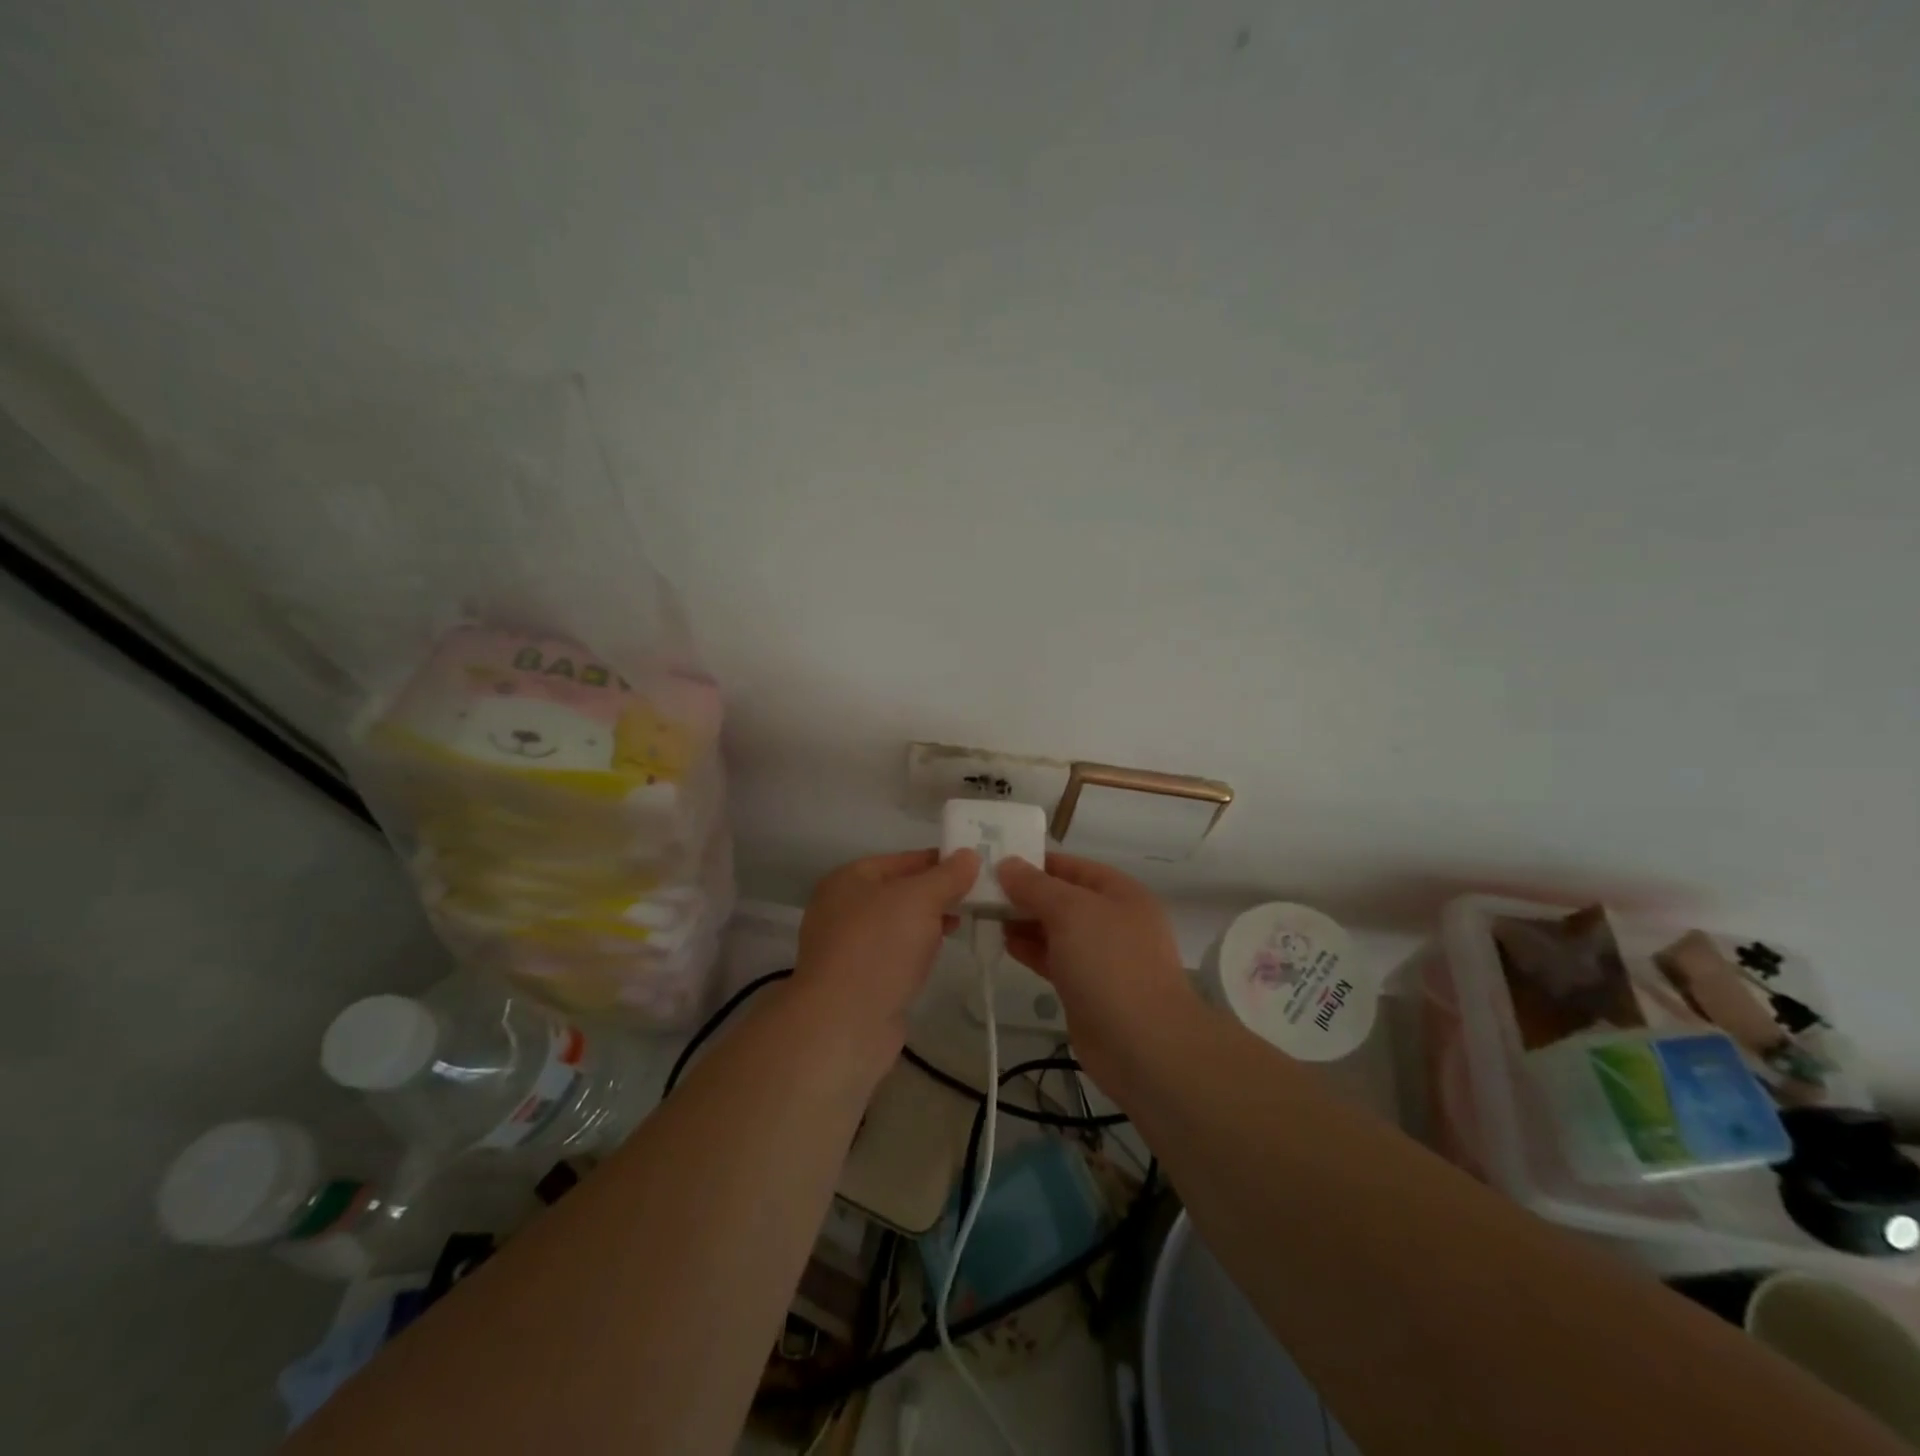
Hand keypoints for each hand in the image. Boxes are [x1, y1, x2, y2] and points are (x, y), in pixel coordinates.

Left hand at [795, 849, 979, 1052]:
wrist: (843, 1023)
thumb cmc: (879, 947)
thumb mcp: (920, 899)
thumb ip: (947, 876)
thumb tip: (969, 855)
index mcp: (848, 879)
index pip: (902, 860)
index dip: (939, 861)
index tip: (976, 866)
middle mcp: (842, 908)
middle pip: (900, 892)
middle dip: (937, 894)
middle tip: (976, 898)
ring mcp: (848, 947)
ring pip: (898, 925)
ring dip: (928, 923)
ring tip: (962, 924)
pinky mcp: (858, 980)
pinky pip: (894, 954)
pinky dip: (916, 951)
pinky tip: (937, 955)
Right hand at [998, 853, 1198, 1085]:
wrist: (1142, 1044)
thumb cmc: (1109, 964)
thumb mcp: (1071, 912)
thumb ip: (1036, 886)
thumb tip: (1008, 864)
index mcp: (1120, 893)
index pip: (1072, 866)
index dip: (1035, 862)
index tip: (995, 861)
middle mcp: (1113, 920)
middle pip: (1062, 898)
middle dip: (1025, 894)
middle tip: (981, 892)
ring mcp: (1101, 957)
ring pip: (1056, 930)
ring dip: (1024, 922)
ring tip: (986, 916)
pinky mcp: (1086, 988)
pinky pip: (1054, 958)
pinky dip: (1031, 950)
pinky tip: (1005, 944)